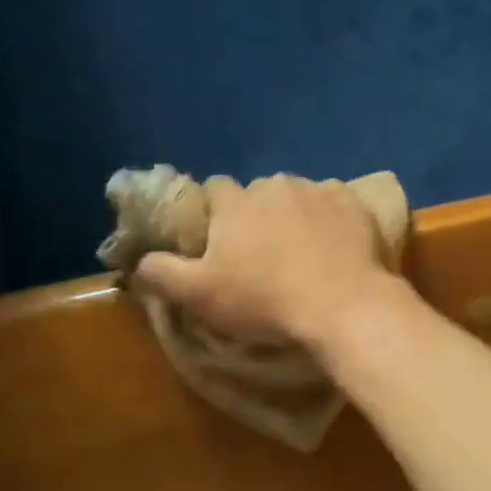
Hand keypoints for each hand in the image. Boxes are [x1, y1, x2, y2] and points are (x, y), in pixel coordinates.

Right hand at [134, 174, 396, 346]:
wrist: (344, 305)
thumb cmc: (266, 300)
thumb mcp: (200, 296)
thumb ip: (162, 273)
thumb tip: (138, 261)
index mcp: (235, 202)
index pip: (214, 189)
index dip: (213, 212)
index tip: (218, 239)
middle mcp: (274, 184)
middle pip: (257, 192)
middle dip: (256, 214)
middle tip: (262, 252)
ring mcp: (318, 189)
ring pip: (296, 195)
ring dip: (293, 214)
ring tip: (302, 250)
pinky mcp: (353, 202)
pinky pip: (334, 202)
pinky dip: (330, 218)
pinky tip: (334, 245)